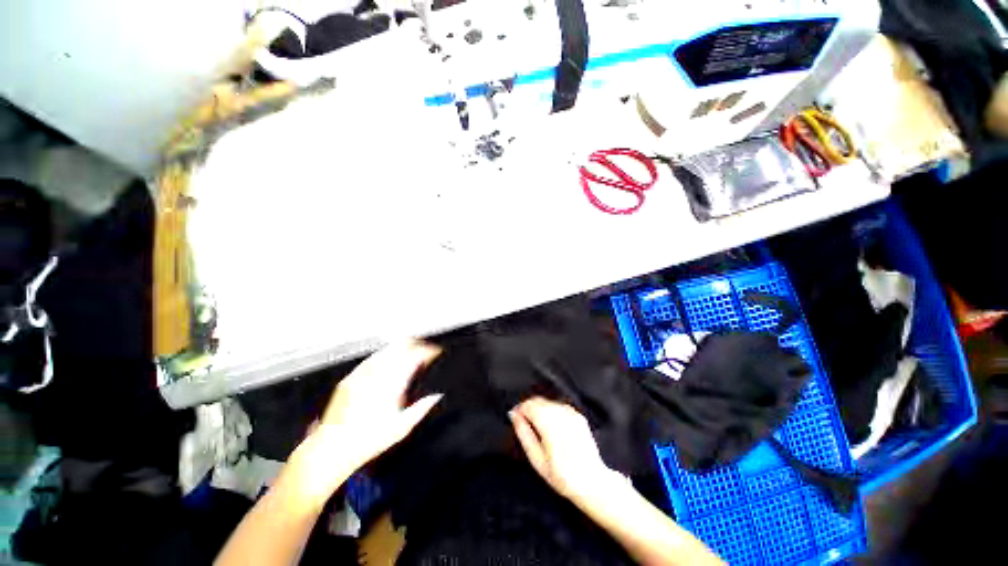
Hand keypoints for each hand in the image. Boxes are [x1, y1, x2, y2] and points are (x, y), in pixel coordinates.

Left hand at [314, 340, 443, 470]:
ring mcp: (361, 374)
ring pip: (386, 349)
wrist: (330, 449)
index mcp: (391, 384)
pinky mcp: (350, 378)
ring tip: (410, 352)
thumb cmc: (368, 441)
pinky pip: (372, 358)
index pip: (414, 356)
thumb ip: (422, 409)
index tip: (436, 351)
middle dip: (415, 344)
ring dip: (401, 348)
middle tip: (425, 349)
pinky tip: (389, 361)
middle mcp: (376, 374)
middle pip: (400, 346)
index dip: (427, 350)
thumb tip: (436, 396)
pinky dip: (385, 355)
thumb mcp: (401, 428)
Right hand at [509, 397, 623, 501]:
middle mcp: (560, 413)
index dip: (519, 409)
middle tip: (523, 423)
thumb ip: (523, 432)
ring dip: (540, 410)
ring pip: (548, 402)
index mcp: (549, 422)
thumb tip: (514, 415)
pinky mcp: (578, 416)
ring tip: (538, 428)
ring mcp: (571, 413)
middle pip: (538, 400)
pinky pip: (559, 407)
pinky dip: (552, 412)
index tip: (514, 417)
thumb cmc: (562, 475)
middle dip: (528, 409)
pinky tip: (552, 428)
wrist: (592, 482)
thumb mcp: (536, 459)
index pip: (528, 404)